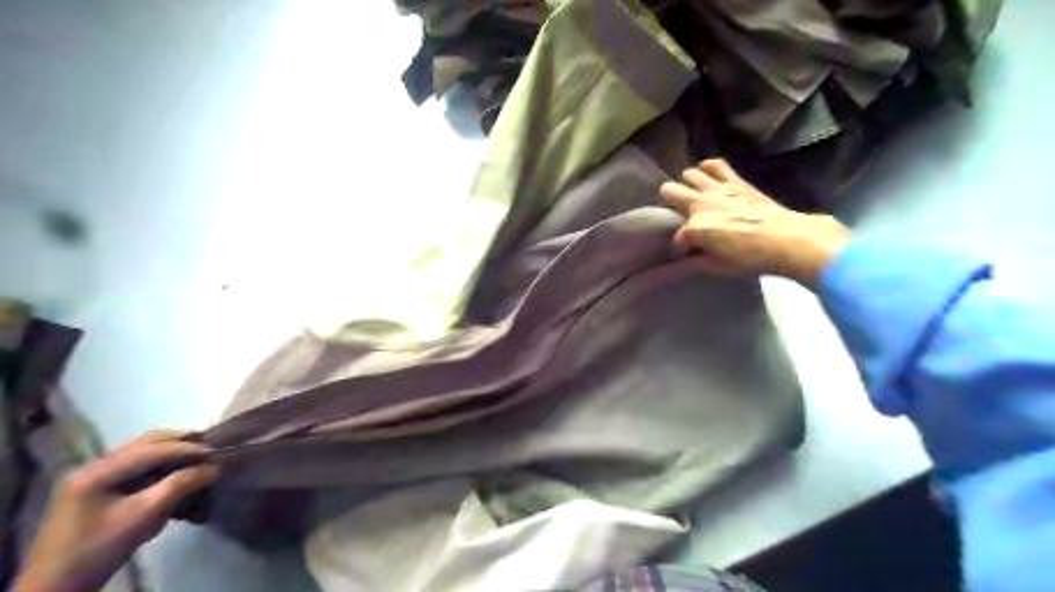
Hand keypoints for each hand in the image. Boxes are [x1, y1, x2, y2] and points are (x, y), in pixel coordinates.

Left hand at [13, 431, 219, 590]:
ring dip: (172, 452)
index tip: (218, 452)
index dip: (188, 448)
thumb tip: (214, 467)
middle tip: (211, 450)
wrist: (55, 587)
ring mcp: (91, 475)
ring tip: (198, 460)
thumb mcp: (143, 517)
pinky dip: (159, 464)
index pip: (152, 449)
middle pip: (146, 442)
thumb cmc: (98, 550)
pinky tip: (175, 473)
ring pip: (142, 451)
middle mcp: (92, 465)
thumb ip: (179, 486)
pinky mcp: (96, 487)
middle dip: (181, 443)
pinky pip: (135, 465)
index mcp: (96, 470)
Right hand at [658, 158, 851, 287]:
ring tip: (695, 196)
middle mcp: (701, 203)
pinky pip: (715, 164)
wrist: (786, 240)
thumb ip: (692, 263)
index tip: (686, 254)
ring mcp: (717, 188)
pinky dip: (709, 168)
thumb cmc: (750, 258)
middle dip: (670, 204)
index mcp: (695, 228)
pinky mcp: (735, 180)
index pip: (675, 238)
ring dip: (688, 185)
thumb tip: (679, 262)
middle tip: (681, 217)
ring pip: (689, 174)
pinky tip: (709, 177)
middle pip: (669, 191)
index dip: (679, 248)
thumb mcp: (716, 268)